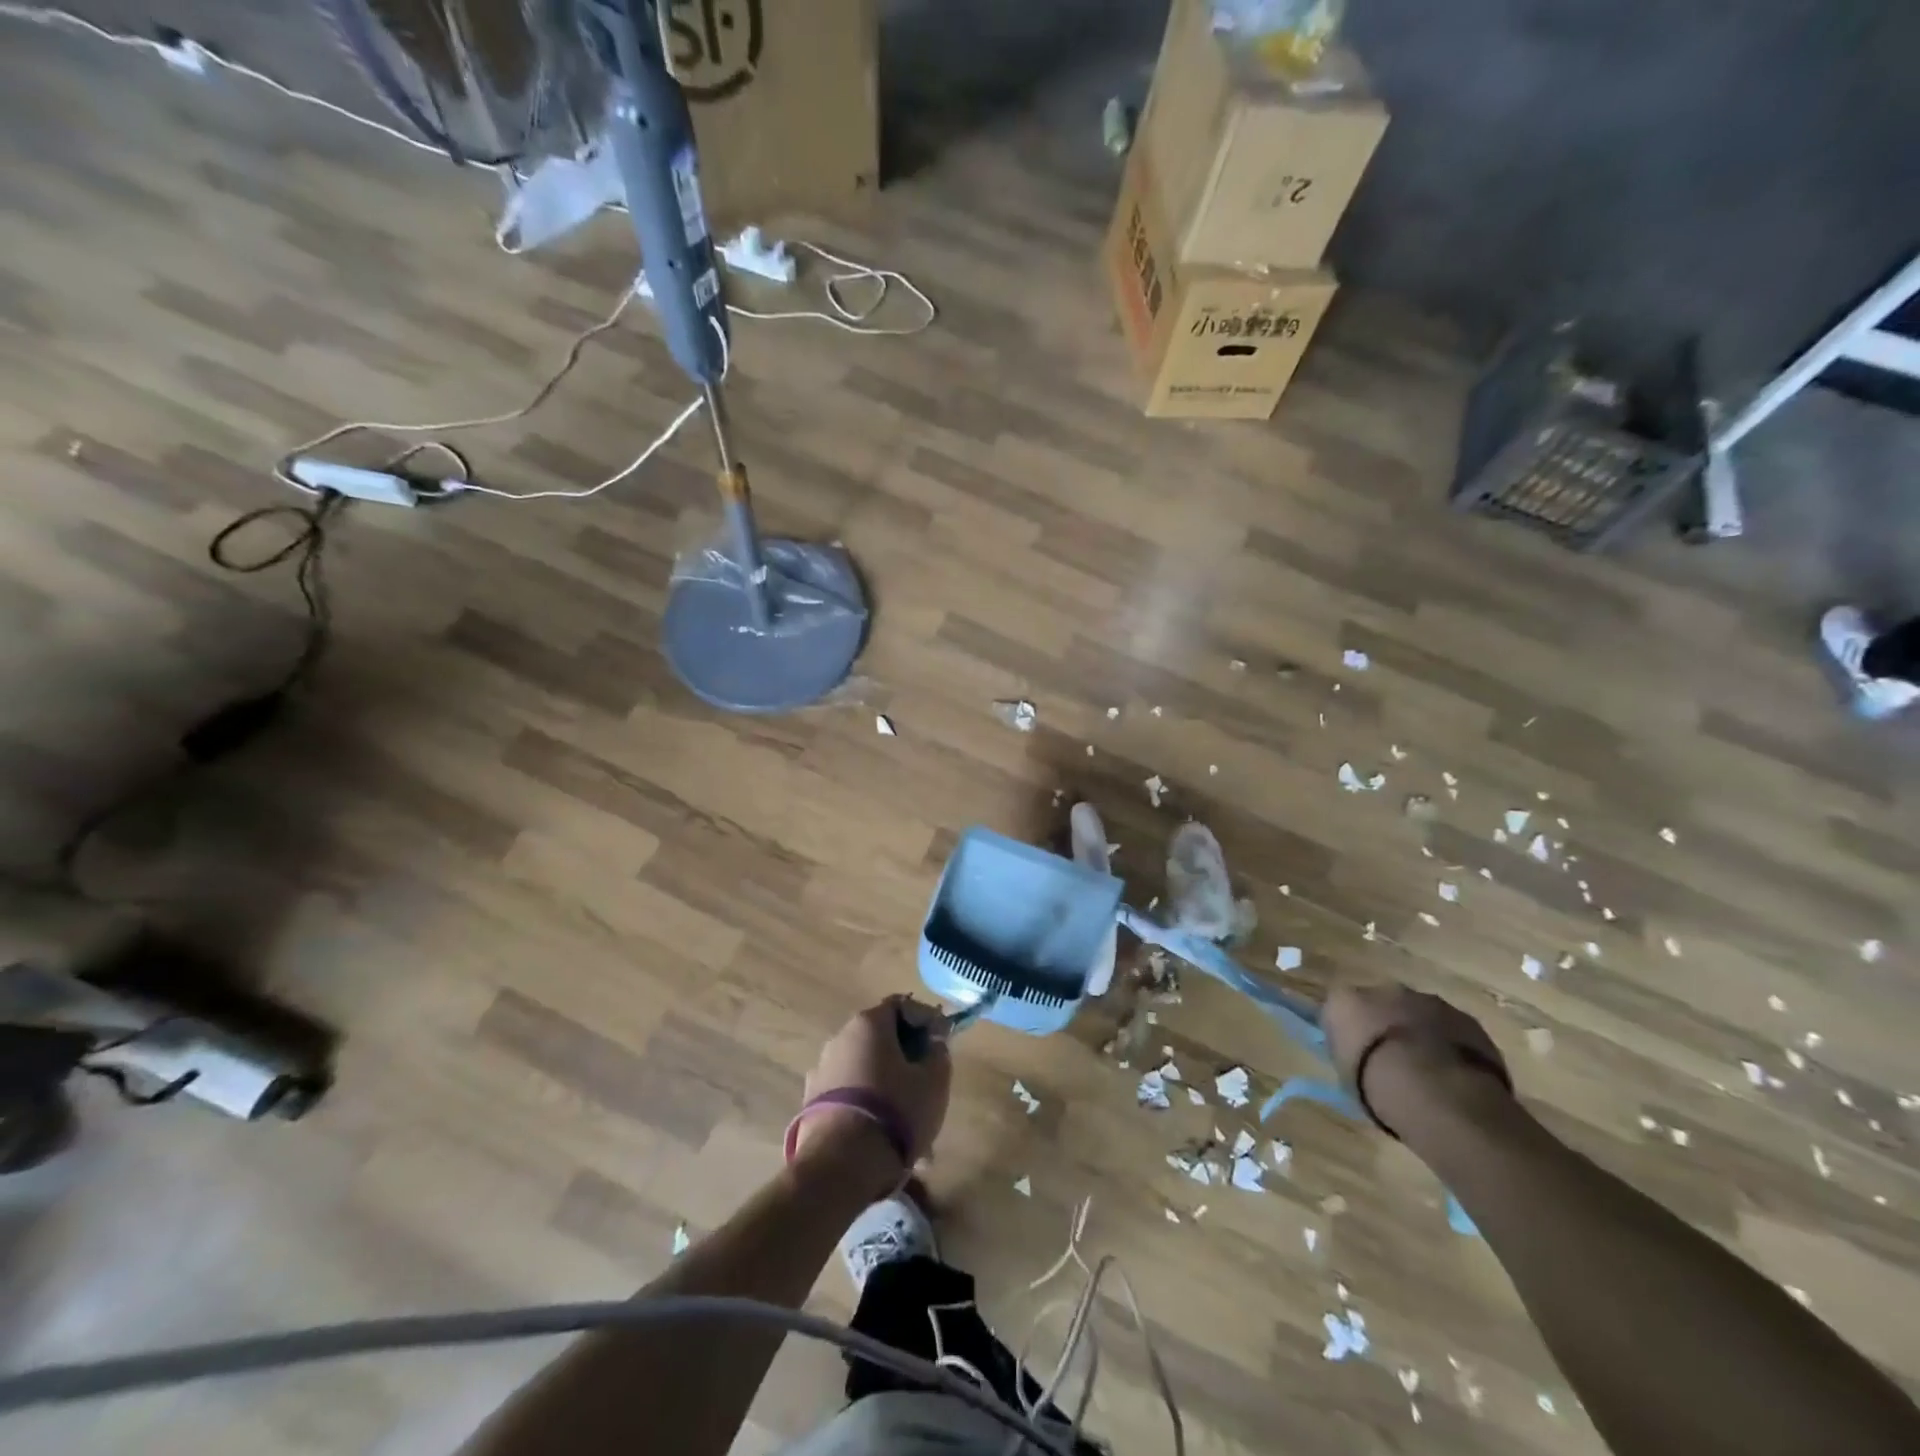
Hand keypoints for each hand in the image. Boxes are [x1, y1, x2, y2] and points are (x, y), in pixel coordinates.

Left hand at [794, 997, 951, 1187]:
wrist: (840, 1165)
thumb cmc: (895, 1111)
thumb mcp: (933, 1082)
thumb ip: (938, 1054)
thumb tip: (933, 1043)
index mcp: (868, 1023)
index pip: (903, 1005)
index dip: (927, 1019)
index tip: (943, 1041)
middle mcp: (840, 1037)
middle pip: (881, 1036)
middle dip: (906, 1055)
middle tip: (928, 1079)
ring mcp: (821, 1070)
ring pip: (866, 1068)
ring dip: (888, 1082)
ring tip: (908, 1117)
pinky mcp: (810, 1102)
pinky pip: (849, 1093)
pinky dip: (867, 1103)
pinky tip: (883, 1134)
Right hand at [1323, 980, 1510, 1133]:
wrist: (1438, 1094)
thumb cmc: (1377, 1087)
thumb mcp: (1346, 1076)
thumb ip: (1350, 1054)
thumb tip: (1356, 1054)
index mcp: (1344, 1001)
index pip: (1341, 1009)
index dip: (1350, 1032)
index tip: (1356, 1055)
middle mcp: (1383, 990)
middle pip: (1382, 1004)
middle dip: (1387, 1025)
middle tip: (1394, 1060)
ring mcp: (1428, 1001)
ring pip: (1419, 1013)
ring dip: (1420, 1032)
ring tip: (1429, 1070)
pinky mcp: (1465, 1018)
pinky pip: (1451, 1028)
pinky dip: (1451, 1044)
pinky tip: (1456, 1073)